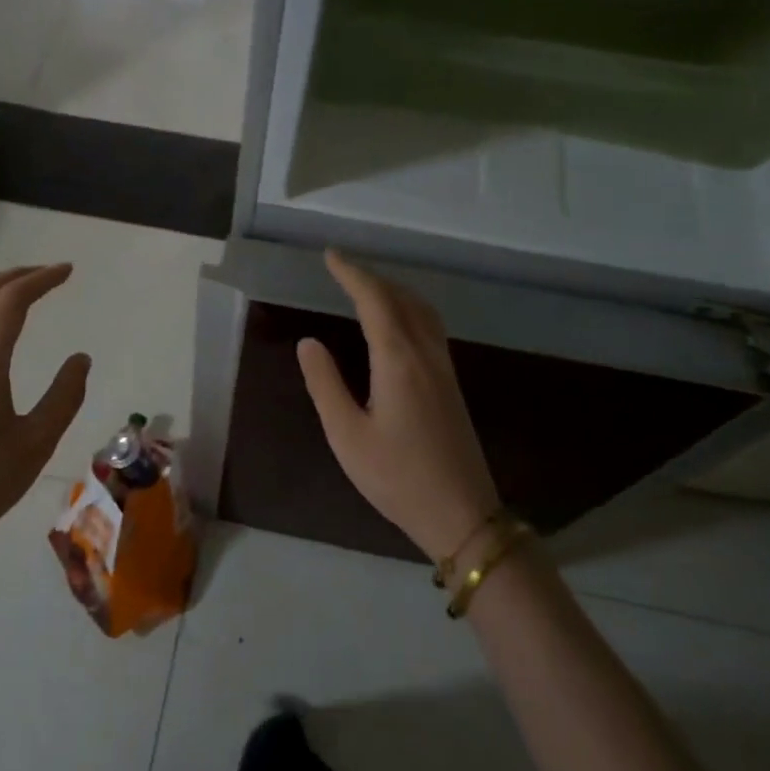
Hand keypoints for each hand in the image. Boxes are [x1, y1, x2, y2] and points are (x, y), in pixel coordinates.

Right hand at [296, 251, 501, 565]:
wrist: (461, 513)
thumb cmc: (396, 477)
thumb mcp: (346, 434)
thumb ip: (325, 384)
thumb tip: (309, 342)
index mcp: (398, 361)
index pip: (375, 301)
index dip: (352, 275)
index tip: (331, 257)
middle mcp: (426, 355)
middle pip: (402, 299)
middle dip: (372, 278)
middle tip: (342, 271)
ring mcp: (444, 369)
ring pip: (422, 312)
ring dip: (394, 291)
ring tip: (367, 289)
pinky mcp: (451, 386)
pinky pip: (430, 329)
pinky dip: (409, 310)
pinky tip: (397, 325)